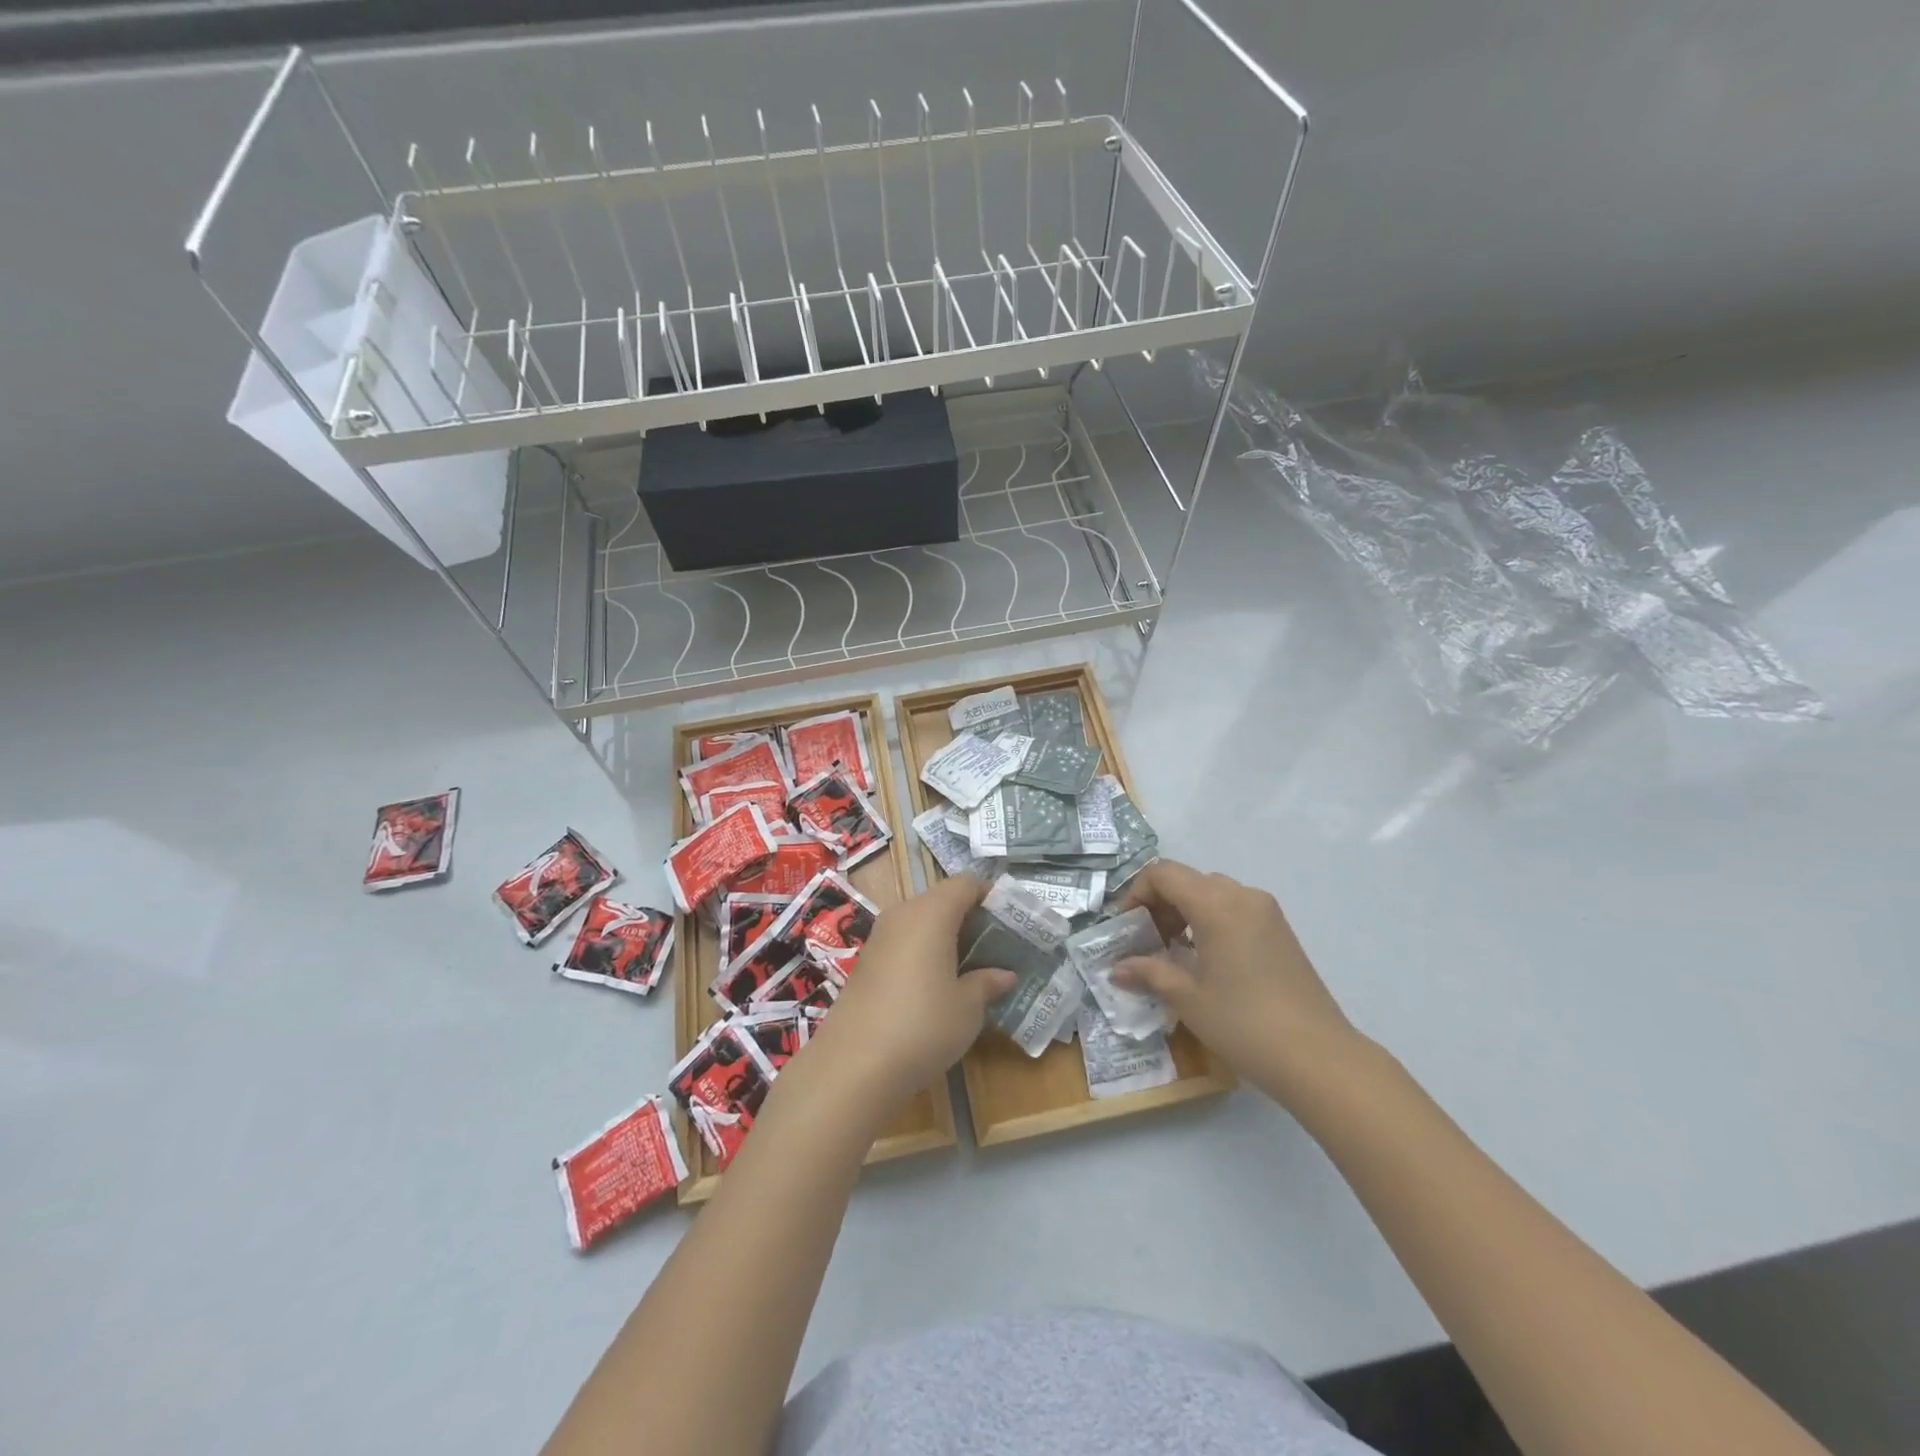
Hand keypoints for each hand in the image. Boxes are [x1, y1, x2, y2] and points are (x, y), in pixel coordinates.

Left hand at [807, 875, 1016, 1109]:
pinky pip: (904, 943)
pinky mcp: (866, 963)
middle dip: (970, 919)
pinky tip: (937, 986)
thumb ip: (987, 983)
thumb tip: (1005, 975)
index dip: (990, 896)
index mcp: (931, 912)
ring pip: (921, 922)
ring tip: (971, 969)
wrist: (852, 1066)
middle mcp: (903, 914)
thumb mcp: (967, 1007)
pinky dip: (924, 954)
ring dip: (946, 938)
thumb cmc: (922, 1025)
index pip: (966, 884)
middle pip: (942, 900)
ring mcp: (879, 938)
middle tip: (996, 948)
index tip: (1011, 921)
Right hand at [1115, 860, 1360, 1102]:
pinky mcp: (1281, 930)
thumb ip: (1149, 973)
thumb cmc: (1244, 1023)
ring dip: (1185, 912)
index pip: (1163, 874)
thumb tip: (1117, 968)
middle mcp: (1242, 895)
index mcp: (1215, 904)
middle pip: (1188, 880)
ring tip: (1174, 953)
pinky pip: (1235, 909)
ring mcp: (1266, 911)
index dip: (1137, 894)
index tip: (1127, 928)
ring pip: (1212, 893)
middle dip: (1160, 904)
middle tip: (1147, 943)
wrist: (1319, 1058)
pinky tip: (1206, 959)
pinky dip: (1211, 921)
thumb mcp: (1188, 998)